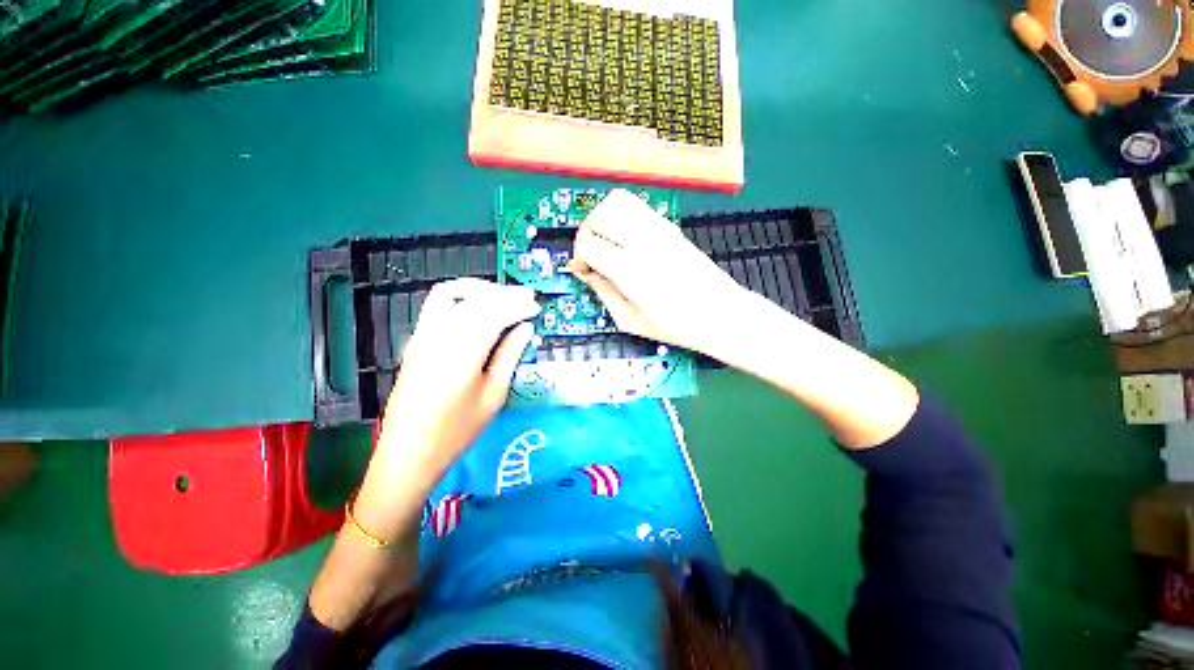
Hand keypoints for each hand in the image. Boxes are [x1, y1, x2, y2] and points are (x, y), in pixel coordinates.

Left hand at [374, 278, 538, 485]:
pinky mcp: (416, 340)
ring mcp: (422, 336)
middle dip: (504, 293)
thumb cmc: (456, 431)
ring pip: (451, 294)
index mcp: (461, 354)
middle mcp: (437, 337)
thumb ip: (509, 356)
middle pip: (474, 299)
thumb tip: (526, 329)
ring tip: (504, 296)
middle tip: (527, 297)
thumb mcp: (493, 396)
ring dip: (480, 289)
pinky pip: (438, 304)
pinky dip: (463, 297)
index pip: (493, 314)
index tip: (536, 307)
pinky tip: (479, 306)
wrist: (408, 452)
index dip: (518, 306)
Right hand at [571, 188, 747, 354]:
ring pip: (618, 201)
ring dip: (603, 218)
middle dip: (587, 232)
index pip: (589, 244)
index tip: (583, 270)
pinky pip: (637, 207)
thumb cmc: (676, 326)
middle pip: (600, 214)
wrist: (721, 314)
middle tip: (591, 253)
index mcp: (632, 272)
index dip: (578, 256)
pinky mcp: (670, 226)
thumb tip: (584, 273)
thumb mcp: (631, 321)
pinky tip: (626, 240)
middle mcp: (645, 243)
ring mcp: (660, 230)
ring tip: (606, 242)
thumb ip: (603, 294)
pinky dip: (622, 216)